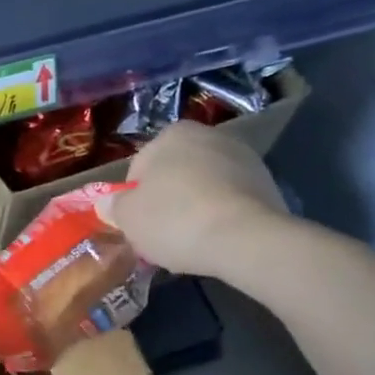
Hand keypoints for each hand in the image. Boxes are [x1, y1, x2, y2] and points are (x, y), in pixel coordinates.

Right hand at [110, 122, 289, 277]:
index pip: (139, 167)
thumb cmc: (175, 219)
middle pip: (174, 174)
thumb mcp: (128, 217)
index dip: (133, 199)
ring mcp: (243, 157)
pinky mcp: (267, 182)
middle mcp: (209, 135)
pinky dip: (220, 215)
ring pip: (203, 186)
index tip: (137, 223)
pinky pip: (229, 200)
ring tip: (190, 241)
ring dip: (194, 207)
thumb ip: (114, 206)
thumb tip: (107, 203)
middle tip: (160, 233)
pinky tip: (215, 239)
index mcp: (172, 134)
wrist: (245, 238)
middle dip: (166, 200)